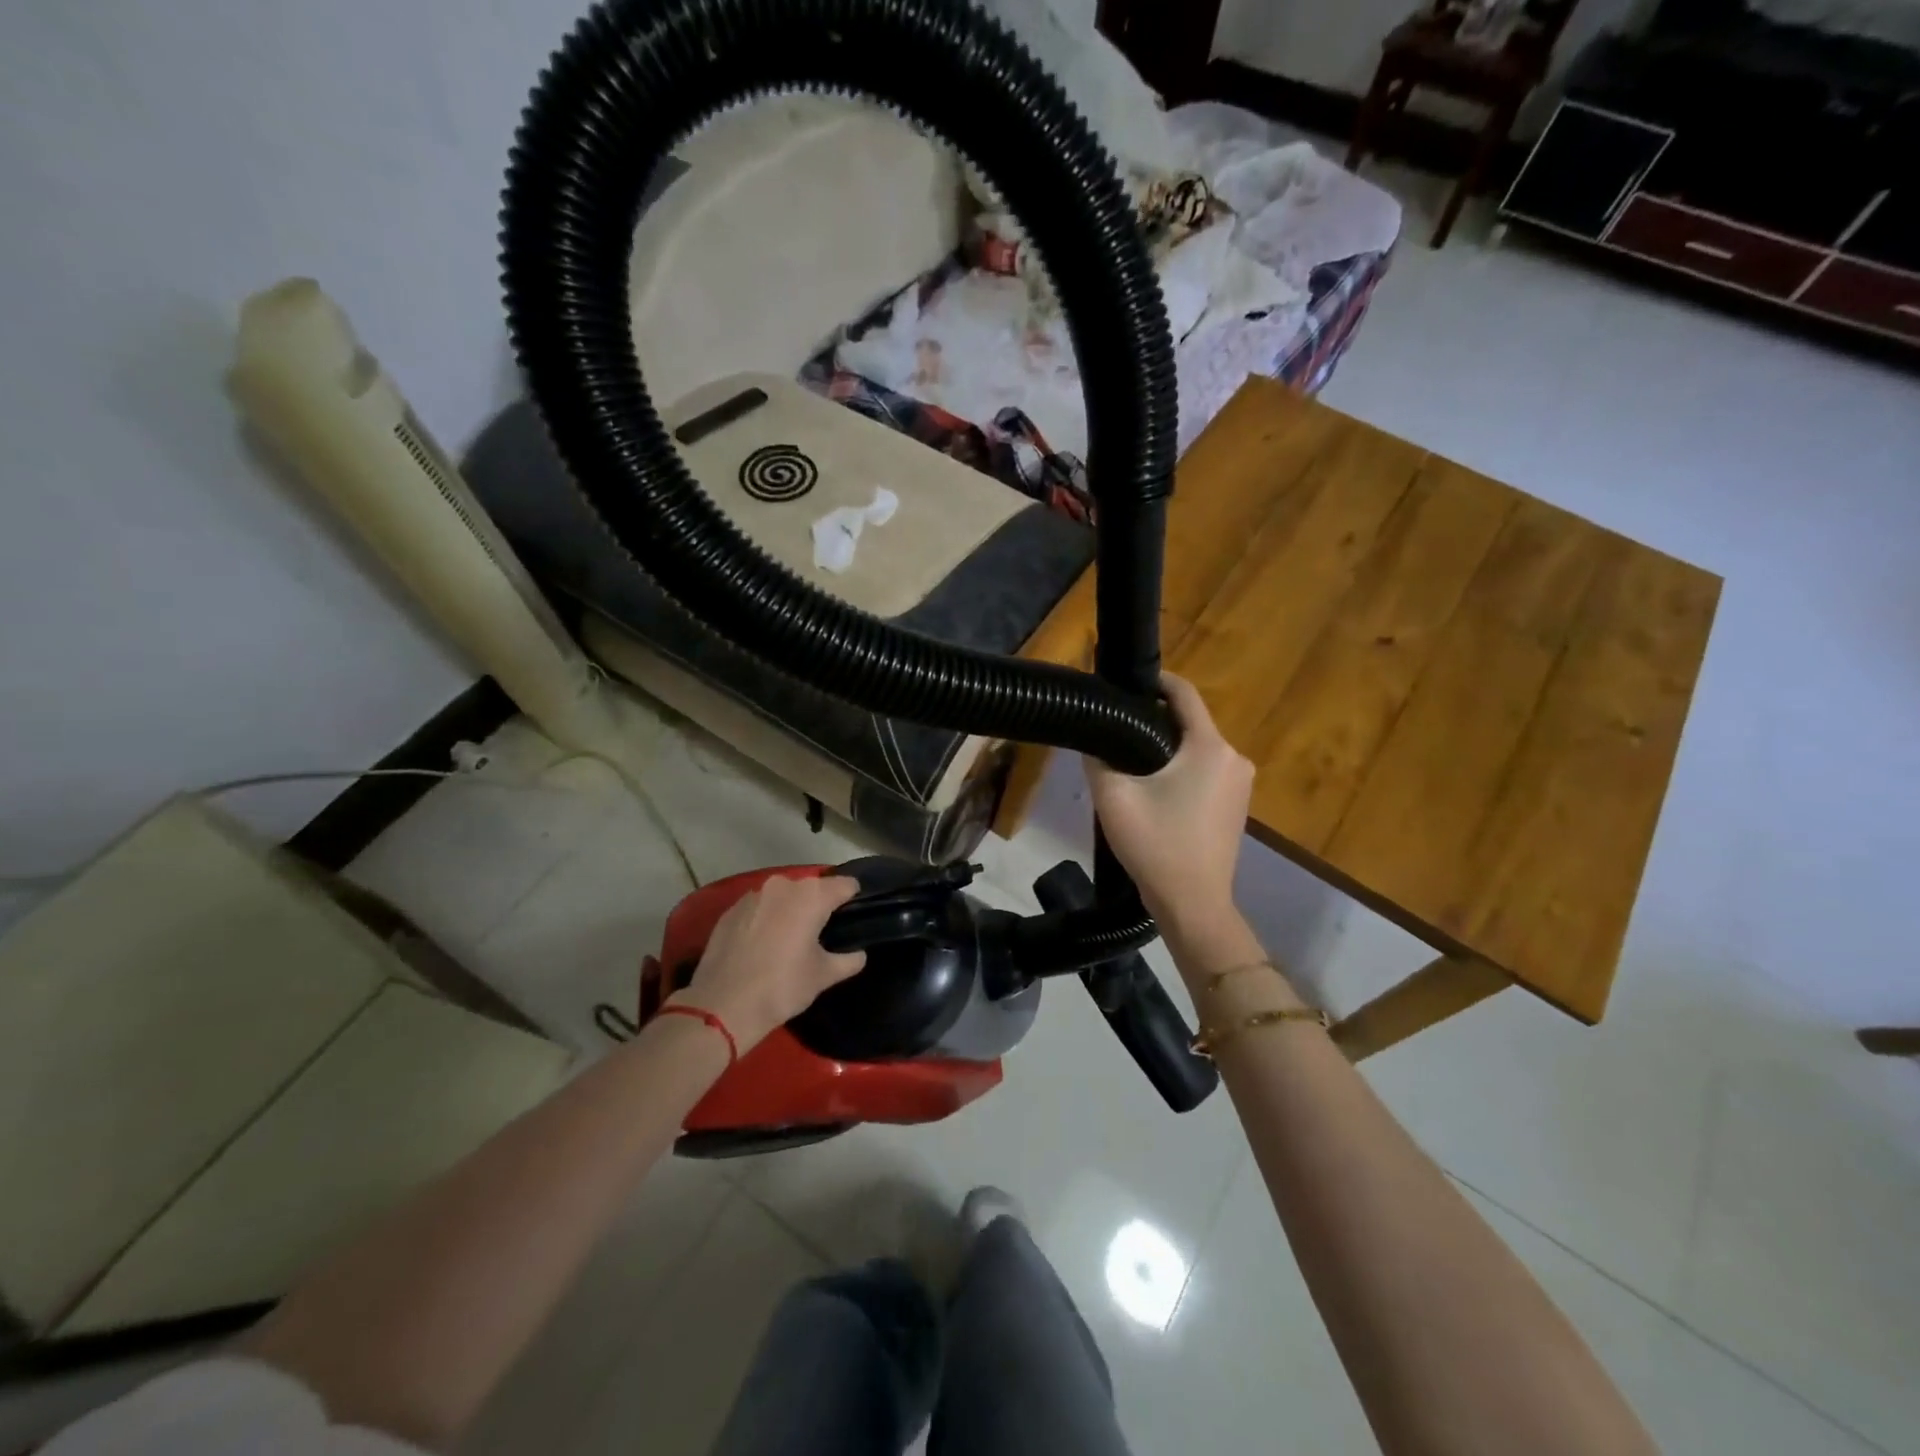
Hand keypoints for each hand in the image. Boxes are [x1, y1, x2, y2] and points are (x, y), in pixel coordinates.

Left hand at [674, 874, 866, 1051]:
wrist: (722, 1005)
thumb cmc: (782, 986)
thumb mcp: (823, 976)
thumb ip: (848, 960)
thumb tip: (859, 954)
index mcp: (812, 896)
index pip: (845, 885)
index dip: (853, 899)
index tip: (853, 917)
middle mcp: (783, 886)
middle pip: (812, 888)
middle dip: (819, 905)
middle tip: (822, 933)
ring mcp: (753, 895)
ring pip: (783, 896)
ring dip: (790, 910)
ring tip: (791, 937)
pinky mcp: (730, 910)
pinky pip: (758, 907)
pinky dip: (765, 918)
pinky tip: (763, 943)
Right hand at [1086, 673, 1252, 933]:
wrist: (1193, 904)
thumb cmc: (1156, 845)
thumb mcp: (1113, 797)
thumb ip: (1099, 758)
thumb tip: (1093, 737)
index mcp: (1210, 747)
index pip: (1184, 693)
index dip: (1154, 680)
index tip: (1124, 682)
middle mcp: (1234, 757)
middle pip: (1189, 722)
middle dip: (1153, 720)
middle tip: (1115, 729)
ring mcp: (1240, 783)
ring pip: (1196, 749)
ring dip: (1165, 748)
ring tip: (1128, 761)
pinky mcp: (1237, 804)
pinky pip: (1205, 771)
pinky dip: (1180, 770)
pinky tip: (1153, 790)